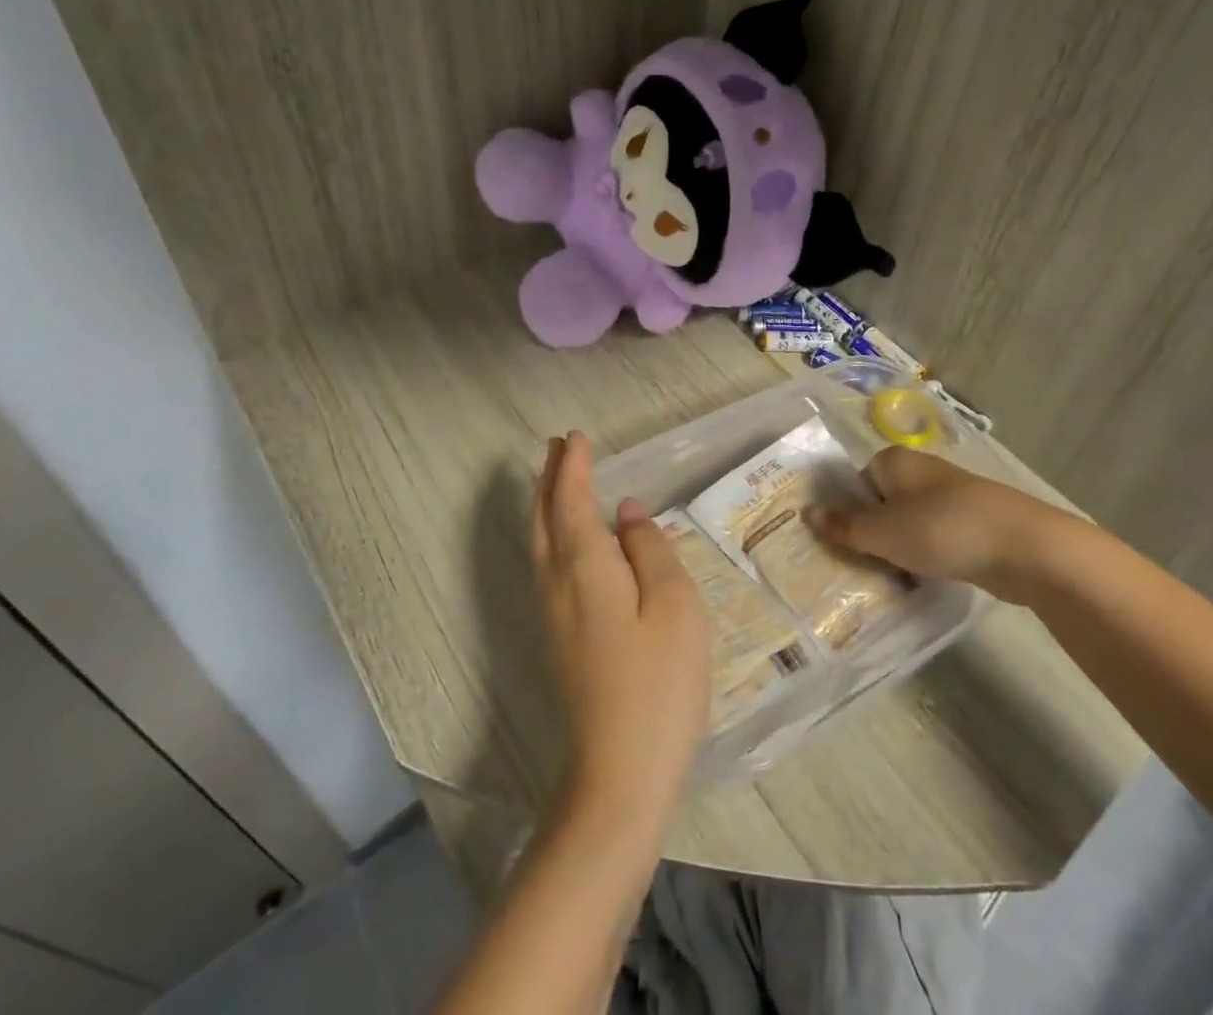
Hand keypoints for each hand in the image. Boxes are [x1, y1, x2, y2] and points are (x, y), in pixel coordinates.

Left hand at [531, 432, 710, 840]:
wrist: (620, 775)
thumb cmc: (658, 683)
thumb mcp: (674, 605)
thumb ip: (650, 549)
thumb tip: (626, 512)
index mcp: (586, 567)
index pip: (572, 502)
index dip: (572, 467)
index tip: (575, 436)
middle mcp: (557, 583)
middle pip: (543, 518)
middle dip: (548, 478)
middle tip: (556, 446)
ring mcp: (552, 615)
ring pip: (538, 543)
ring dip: (544, 503)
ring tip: (555, 478)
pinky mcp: (558, 640)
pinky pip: (545, 565)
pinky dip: (549, 534)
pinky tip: (564, 540)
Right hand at [808, 446, 1081, 602]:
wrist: (1023, 546)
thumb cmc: (941, 529)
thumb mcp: (883, 533)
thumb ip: (844, 526)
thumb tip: (805, 513)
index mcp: (893, 461)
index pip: (855, 483)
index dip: (845, 514)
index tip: (839, 545)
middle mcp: (919, 471)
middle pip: (880, 503)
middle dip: (871, 534)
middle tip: (857, 567)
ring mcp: (948, 496)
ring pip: (908, 523)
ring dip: (898, 549)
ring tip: (886, 579)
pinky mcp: (971, 522)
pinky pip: (934, 538)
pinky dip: (925, 556)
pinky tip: (921, 580)